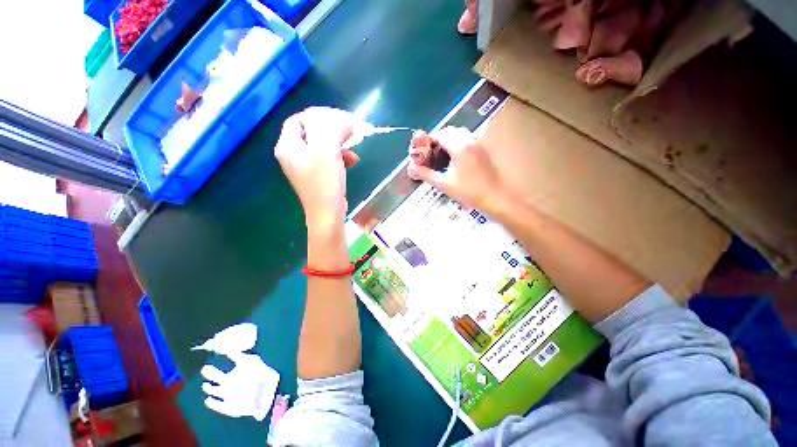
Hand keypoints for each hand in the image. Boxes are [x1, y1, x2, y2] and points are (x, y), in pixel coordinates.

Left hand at [275, 107, 360, 231]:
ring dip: (339, 146)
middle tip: (349, 132)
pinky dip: (340, 158)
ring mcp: (305, 167)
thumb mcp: (327, 150)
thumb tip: (346, 120)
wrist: (328, 214)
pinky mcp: (316, 176)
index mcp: (288, 146)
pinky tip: (352, 162)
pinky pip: (327, 159)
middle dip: (333, 131)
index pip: (298, 120)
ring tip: (353, 152)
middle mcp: (293, 155)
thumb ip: (333, 128)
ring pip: (322, 146)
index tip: (337, 118)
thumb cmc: (324, 182)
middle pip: (312, 133)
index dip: (317, 115)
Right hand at [407, 127, 505, 212]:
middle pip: (450, 131)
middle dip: (439, 138)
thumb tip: (411, 169)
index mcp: (459, 147)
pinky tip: (456, 158)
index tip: (423, 151)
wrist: (494, 197)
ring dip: (450, 139)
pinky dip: (459, 143)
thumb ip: (425, 174)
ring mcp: (478, 145)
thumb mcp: (443, 184)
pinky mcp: (483, 151)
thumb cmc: (468, 191)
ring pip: (461, 133)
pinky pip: (469, 139)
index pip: (440, 135)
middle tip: (432, 153)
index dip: (429, 141)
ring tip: (443, 155)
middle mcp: (469, 141)